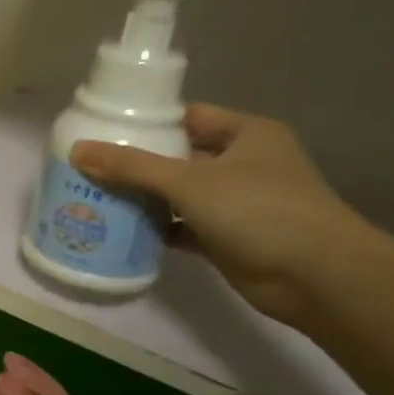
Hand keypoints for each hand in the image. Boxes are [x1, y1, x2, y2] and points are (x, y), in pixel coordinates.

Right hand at [71, 105, 369, 326]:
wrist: (317, 277)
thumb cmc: (259, 211)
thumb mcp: (189, 181)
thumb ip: (132, 166)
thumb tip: (77, 150)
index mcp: (247, 134)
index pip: (189, 117)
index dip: (149, 121)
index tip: (106, 129)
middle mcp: (245, 163)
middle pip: (180, 156)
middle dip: (139, 163)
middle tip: (92, 166)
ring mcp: (240, 203)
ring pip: (181, 194)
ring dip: (146, 198)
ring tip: (98, 196)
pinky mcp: (230, 239)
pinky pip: (184, 227)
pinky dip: (159, 229)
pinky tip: (124, 230)